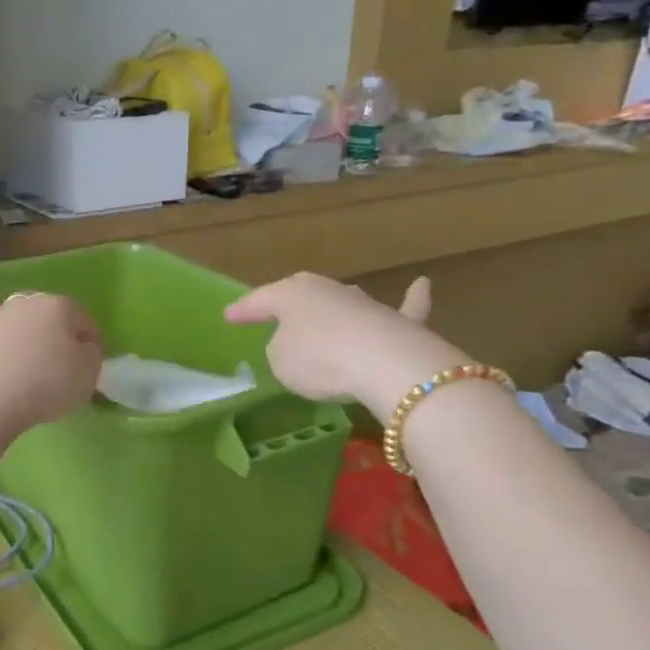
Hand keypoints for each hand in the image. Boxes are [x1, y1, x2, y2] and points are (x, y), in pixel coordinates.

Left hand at [0, 291, 102, 431]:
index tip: (94, 358)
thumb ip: (90, 356)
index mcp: (56, 308)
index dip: (92, 338)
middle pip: (40, 308)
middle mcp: (20, 305)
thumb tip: (83, 348)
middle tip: (55, 347)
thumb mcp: (87, 373)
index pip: (83, 318)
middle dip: (49, 322)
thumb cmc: (47, 383)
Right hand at [224, 272, 467, 415]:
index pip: (259, 301)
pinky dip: (412, 299)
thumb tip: (297, 347)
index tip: (228, 316)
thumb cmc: (318, 359)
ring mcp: (365, 304)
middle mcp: (327, 290)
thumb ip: (281, 350)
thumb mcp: (279, 361)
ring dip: (333, 313)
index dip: (242, 310)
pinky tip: (421, 285)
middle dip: (289, 308)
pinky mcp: (399, 323)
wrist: (385, 364)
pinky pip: (404, 309)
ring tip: (323, 320)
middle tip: (275, 317)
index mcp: (290, 294)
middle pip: (303, 298)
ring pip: (342, 305)